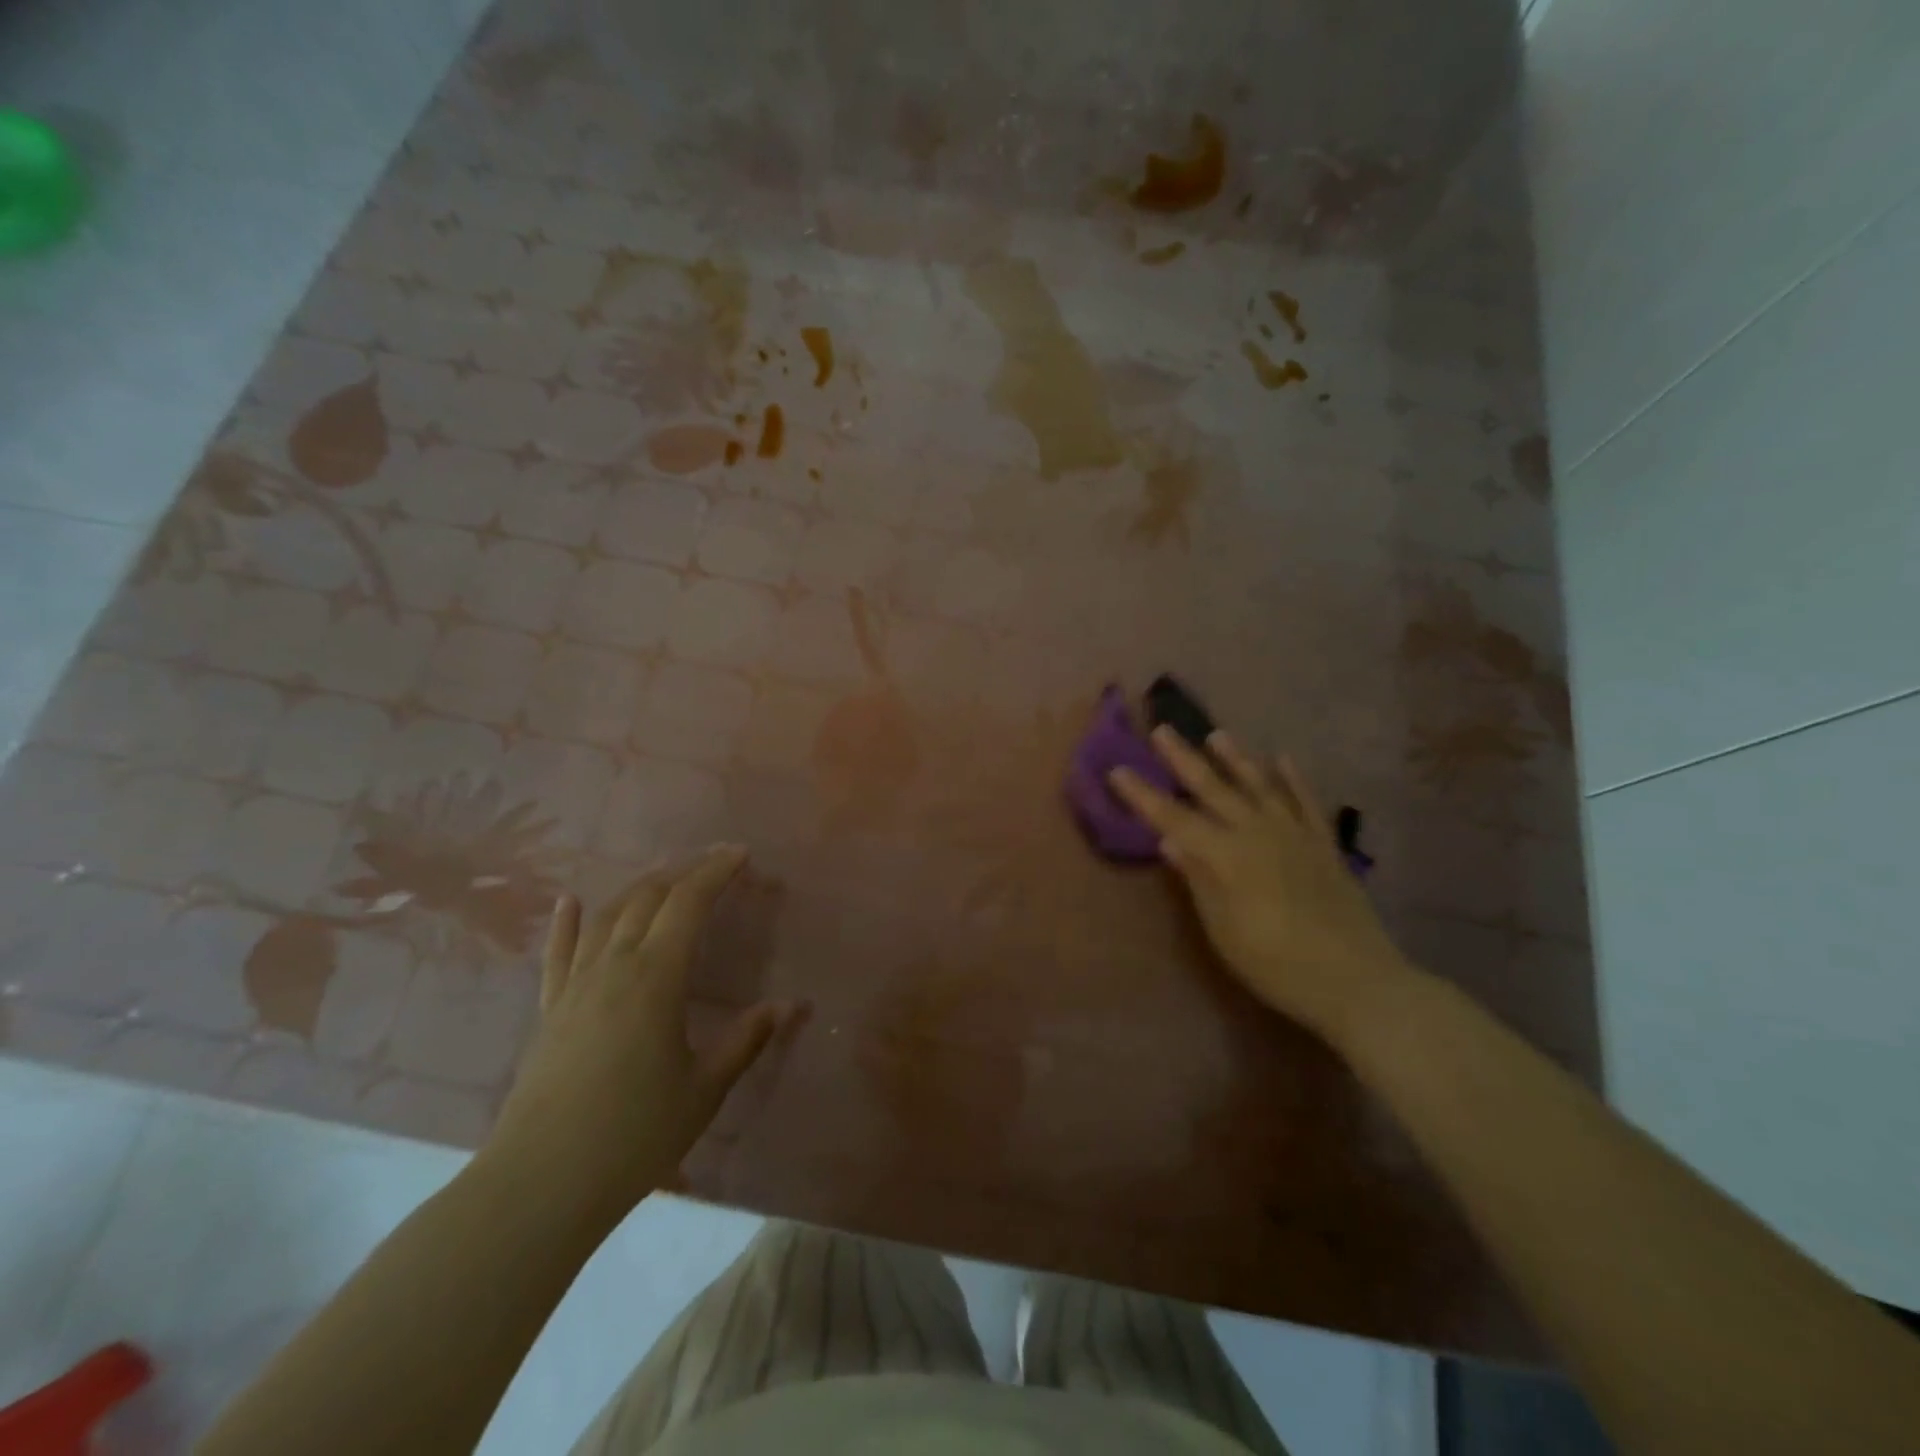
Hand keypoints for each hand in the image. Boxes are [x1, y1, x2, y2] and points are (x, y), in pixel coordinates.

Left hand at [486, 847, 801, 1223]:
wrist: (540, 1184)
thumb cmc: (635, 1135)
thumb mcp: (705, 1088)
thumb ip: (747, 1040)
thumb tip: (791, 1005)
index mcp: (656, 977)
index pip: (688, 903)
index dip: (715, 871)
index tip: (740, 853)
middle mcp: (613, 966)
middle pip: (648, 898)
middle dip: (684, 871)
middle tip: (713, 861)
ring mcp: (575, 985)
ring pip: (607, 916)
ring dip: (640, 887)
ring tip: (666, 875)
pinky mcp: (549, 1009)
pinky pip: (558, 952)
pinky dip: (567, 921)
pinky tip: (571, 901)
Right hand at [1111, 728, 1415, 1044]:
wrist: (1356, 981)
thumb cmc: (1275, 964)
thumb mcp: (1223, 930)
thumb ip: (1197, 880)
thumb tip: (1168, 840)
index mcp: (1226, 855)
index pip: (1173, 818)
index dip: (1143, 795)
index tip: (1118, 769)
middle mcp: (1257, 833)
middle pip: (1213, 789)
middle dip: (1183, 760)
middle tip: (1162, 730)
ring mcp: (1294, 835)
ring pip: (1260, 786)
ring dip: (1236, 759)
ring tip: (1217, 735)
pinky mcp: (1324, 845)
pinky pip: (1306, 802)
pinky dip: (1294, 779)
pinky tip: (1283, 759)